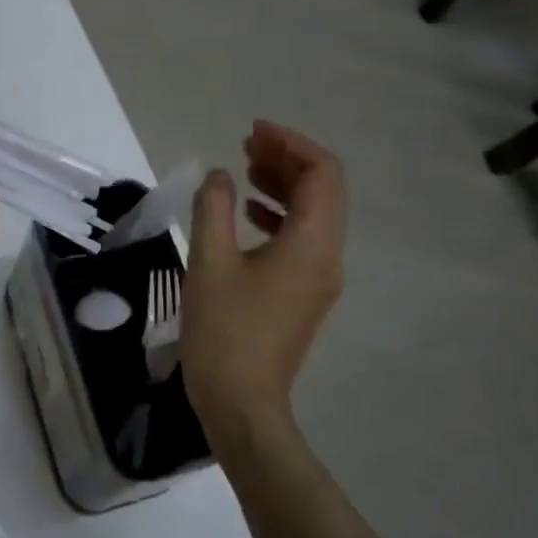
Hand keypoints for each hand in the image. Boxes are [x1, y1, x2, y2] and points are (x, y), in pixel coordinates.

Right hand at [182, 120, 346, 441]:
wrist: (242, 405)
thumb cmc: (224, 331)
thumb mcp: (209, 262)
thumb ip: (214, 207)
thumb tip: (221, 176)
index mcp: (312, 244)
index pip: (322, 173)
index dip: (290, 143)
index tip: (252, 132)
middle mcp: (328, 256)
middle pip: (324, 190)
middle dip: (287, 160)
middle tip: (245, 145)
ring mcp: (320, 279)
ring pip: (314, 214)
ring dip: (283, 186)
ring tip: (244, 170)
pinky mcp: (305, 295)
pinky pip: (303, 239)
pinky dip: (279, 215)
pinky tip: (247, 213)